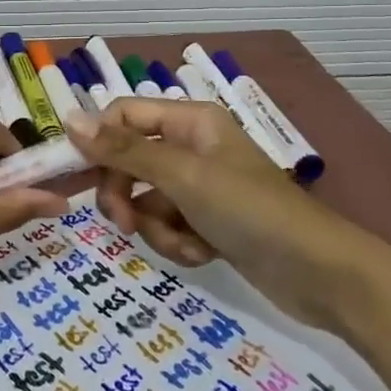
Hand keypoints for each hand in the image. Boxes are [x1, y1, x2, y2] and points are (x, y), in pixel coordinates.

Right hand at [61, 99, 389, 333]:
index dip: (98, 143)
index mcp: (190, 122)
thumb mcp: (182, 177)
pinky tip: (203, 254)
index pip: (122, 116)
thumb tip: (68, 119)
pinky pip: (169, 226)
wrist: (321, 274)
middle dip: (125, 196)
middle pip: (129, 161)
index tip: (77, 178)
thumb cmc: (251, 211)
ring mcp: (201, 187)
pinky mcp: (209, 222)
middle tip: (124, 223)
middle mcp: (192, 147)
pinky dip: (178, 243)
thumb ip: (124, 150)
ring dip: (156, 227)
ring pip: (146, 200)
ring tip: (186, 243)